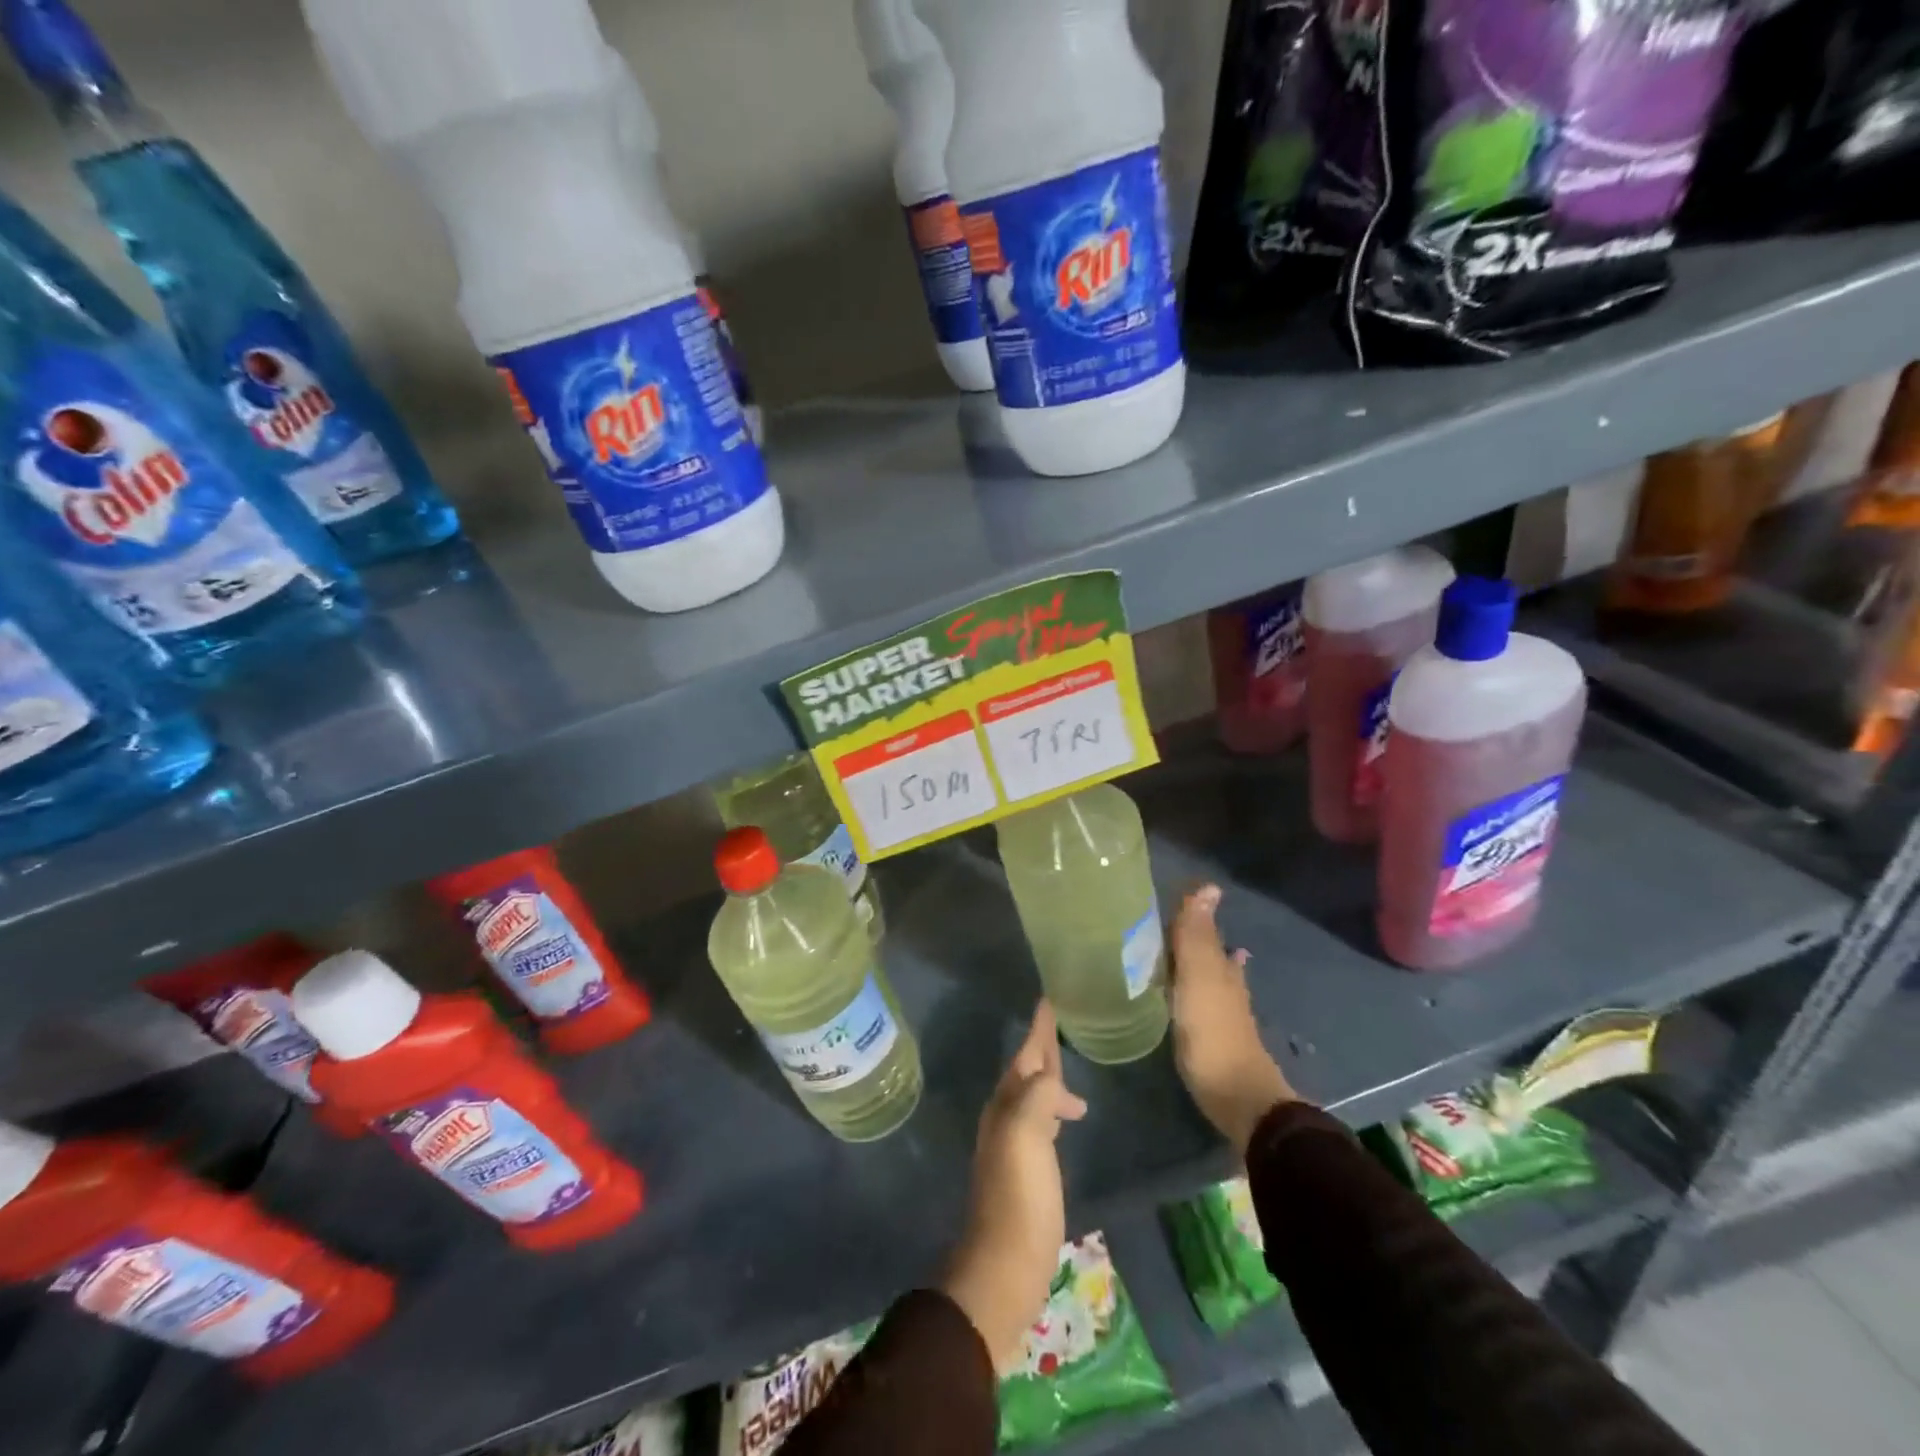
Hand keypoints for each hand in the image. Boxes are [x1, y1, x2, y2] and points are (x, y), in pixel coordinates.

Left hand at [943, 1001, 1088, 1372]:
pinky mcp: (1030, 1169)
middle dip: (1041, 1046)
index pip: (1025, 1054)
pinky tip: (1069, 1115)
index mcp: (1006, 1104)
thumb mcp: (1027, 1134)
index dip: (1038, 1029)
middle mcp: (1007, 1117)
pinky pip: (1043, 1120)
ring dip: (1050, 1076)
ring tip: (1070, 1067)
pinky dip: (1055, 1106)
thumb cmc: (1019, 1195)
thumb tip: (1052, 1077)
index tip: (1050, 999)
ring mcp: (1016, 1144)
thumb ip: (1039, 1095)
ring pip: (1035, 1094)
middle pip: (1027, 1071)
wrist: (1005, 1263)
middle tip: (1061, 1022)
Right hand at [1169, 884, 1296, 1152]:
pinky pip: (1207, 1004)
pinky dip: (1201, 992)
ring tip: (1191, 952)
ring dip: (1203, 964)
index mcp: (1220, 969)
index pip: (1206, 932)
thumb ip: (1197, 937)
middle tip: (1179, 922)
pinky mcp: (1220, 1041)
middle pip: (1213, 954)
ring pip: (1214, 978)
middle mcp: (1228, 987)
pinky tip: (1199, 1000)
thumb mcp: (1198, 981)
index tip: (1179, 898)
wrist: (1241, 1100)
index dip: (1194, 915)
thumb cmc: (1213, 1035)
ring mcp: (1227, 1016)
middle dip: (1200, 938)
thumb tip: (1208, 886)